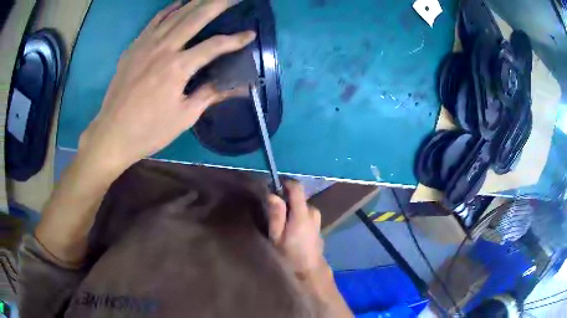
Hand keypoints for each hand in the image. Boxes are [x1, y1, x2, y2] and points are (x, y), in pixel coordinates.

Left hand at [79, 0, 255, 170]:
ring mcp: (145, 45)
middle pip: (195, 18)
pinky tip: (178, 4)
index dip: (235, 39)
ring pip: (175, 15)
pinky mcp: (133, 48)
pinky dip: (167, 10)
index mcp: (178, 67)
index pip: (214, 46)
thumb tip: (239, 86)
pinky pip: (153, 22)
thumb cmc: (149, 131)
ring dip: (195, 2)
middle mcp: (163, 48)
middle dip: (218, 4)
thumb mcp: (184, 117)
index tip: (250, 34)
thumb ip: (210, 94)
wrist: (111, 134)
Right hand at [267, 180, 327, 276]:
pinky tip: (292, 229)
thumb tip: (272, 194)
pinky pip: (306, 213)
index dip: (285, 182)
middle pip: (298, 197)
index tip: (274, 186)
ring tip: (282, 224)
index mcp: (302, 213)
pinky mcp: (318, 224)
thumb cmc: (290, 254)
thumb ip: (275, 215)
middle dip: (285, 200)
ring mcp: (317, 218)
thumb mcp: (277, 237)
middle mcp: (313, 212)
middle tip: (273, 213)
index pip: (297, 187)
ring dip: (292, 210)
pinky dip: (298, 216)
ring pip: (301, 206)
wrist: (310, 269)